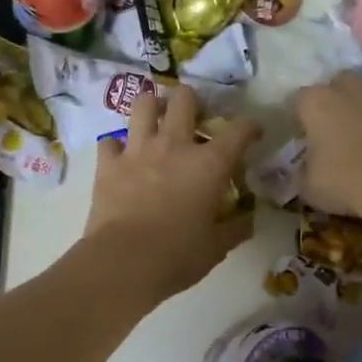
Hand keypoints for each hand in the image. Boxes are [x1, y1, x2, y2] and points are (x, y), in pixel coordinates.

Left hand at [86, 85, 261, 300]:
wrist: (124, 262)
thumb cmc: (178, 255)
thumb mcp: (216, 247)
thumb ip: (235, 229)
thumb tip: (249, 221)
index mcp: (209, 164)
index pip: (239, 130)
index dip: (250, 126)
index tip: (253, 133)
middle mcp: (174, 145)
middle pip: (184, 99)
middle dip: (193, 100)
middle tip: (195, 116)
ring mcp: (138, 150)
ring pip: (144, 105)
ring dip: (153, 107)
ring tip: (157, 119)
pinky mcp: (108, 164)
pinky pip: (110, 141)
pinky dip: (116, 146)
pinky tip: (122, 156)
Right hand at [294, 73, 361, 216]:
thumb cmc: (344, 182)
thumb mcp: (308, 186)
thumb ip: (303, 170)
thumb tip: (306, 167)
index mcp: (317, 102)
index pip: (299, 99)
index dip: (300, 118)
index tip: (304, 136)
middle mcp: (350, 88)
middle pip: (338, 84)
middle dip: (335, 100)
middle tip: (335, 128)